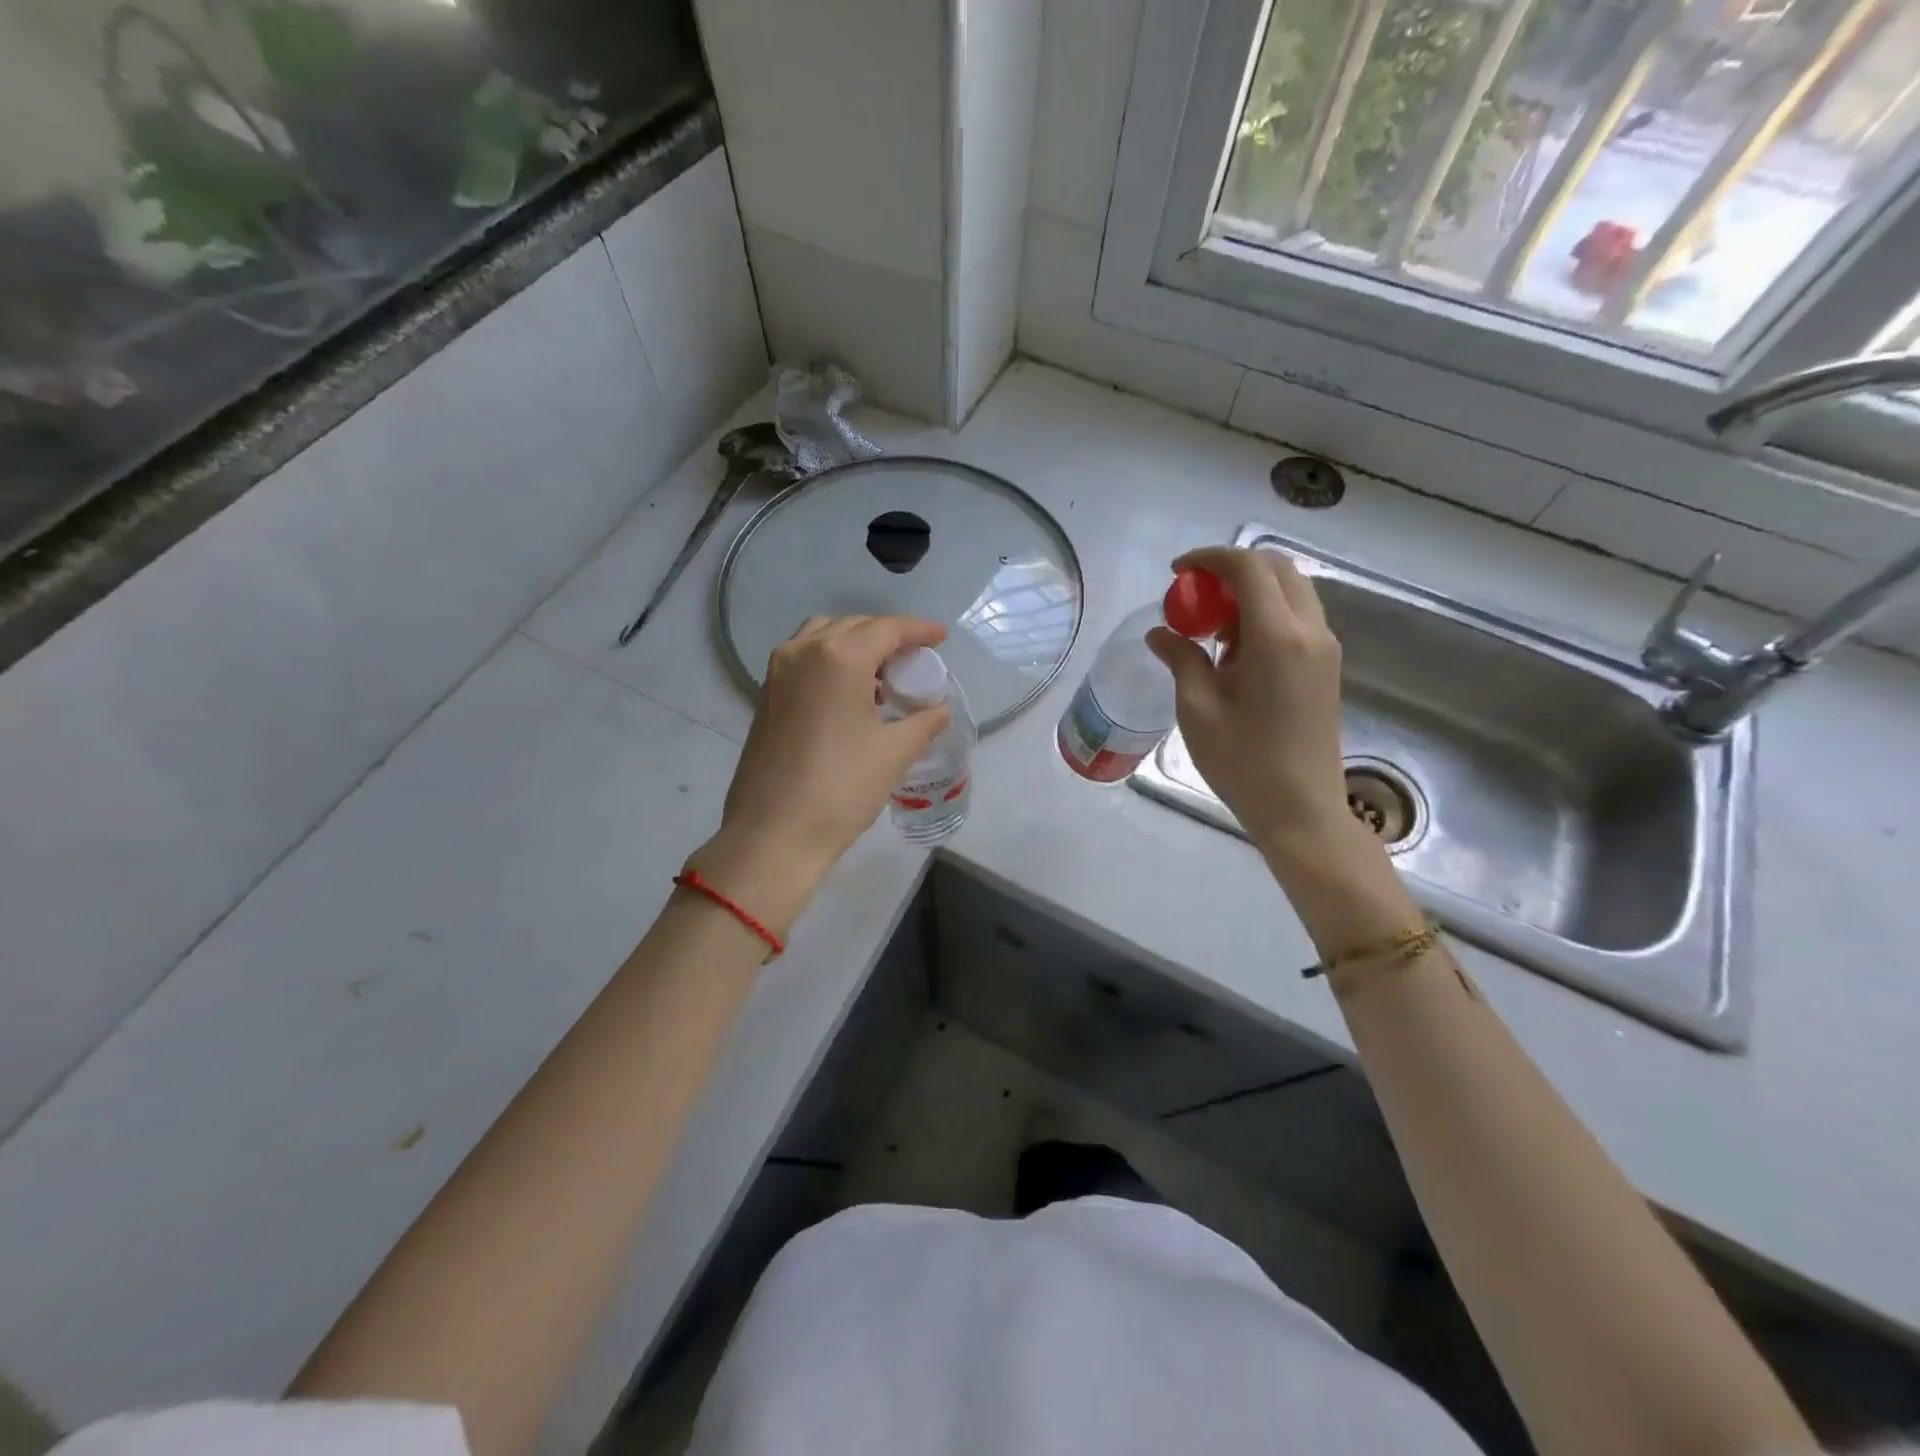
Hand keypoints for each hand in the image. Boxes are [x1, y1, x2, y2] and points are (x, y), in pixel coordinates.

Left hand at [691, 616, 951, 930]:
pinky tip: (850, 696)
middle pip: (853, 627)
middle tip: (914, 659)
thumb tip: (939, 710)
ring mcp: (778, 673)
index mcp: (838, 657)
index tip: (941, 636)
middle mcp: (803, 652)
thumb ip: (923, 723)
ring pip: (823, 638)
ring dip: (855, 646)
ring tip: (881, 677)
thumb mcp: (893, 754)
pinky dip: (830, 663)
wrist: (773, 834)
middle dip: (887, 636)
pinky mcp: (765, 696)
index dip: (918, 630)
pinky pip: (804, 660)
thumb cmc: (840, 789)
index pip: (886, 629)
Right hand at [1147, 546, 1350, 862]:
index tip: (1177, 572)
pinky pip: (1297, 617)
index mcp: (1277, 638)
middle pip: (1277, 568)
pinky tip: (1235, 649)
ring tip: (1211, 626)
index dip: (1210, 558)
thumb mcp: (1198, 710)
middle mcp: (1310, 631)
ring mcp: (1324, 648)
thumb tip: (1161, 632)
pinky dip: (1266, 613)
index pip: (1249, 568)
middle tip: (1194, 595)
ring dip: (1251, 591)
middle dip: (1233, 569)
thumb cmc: (1243, 764)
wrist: (1302, 811)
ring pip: (1291, 590)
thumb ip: (1182, 660)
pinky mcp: (1327, 666)